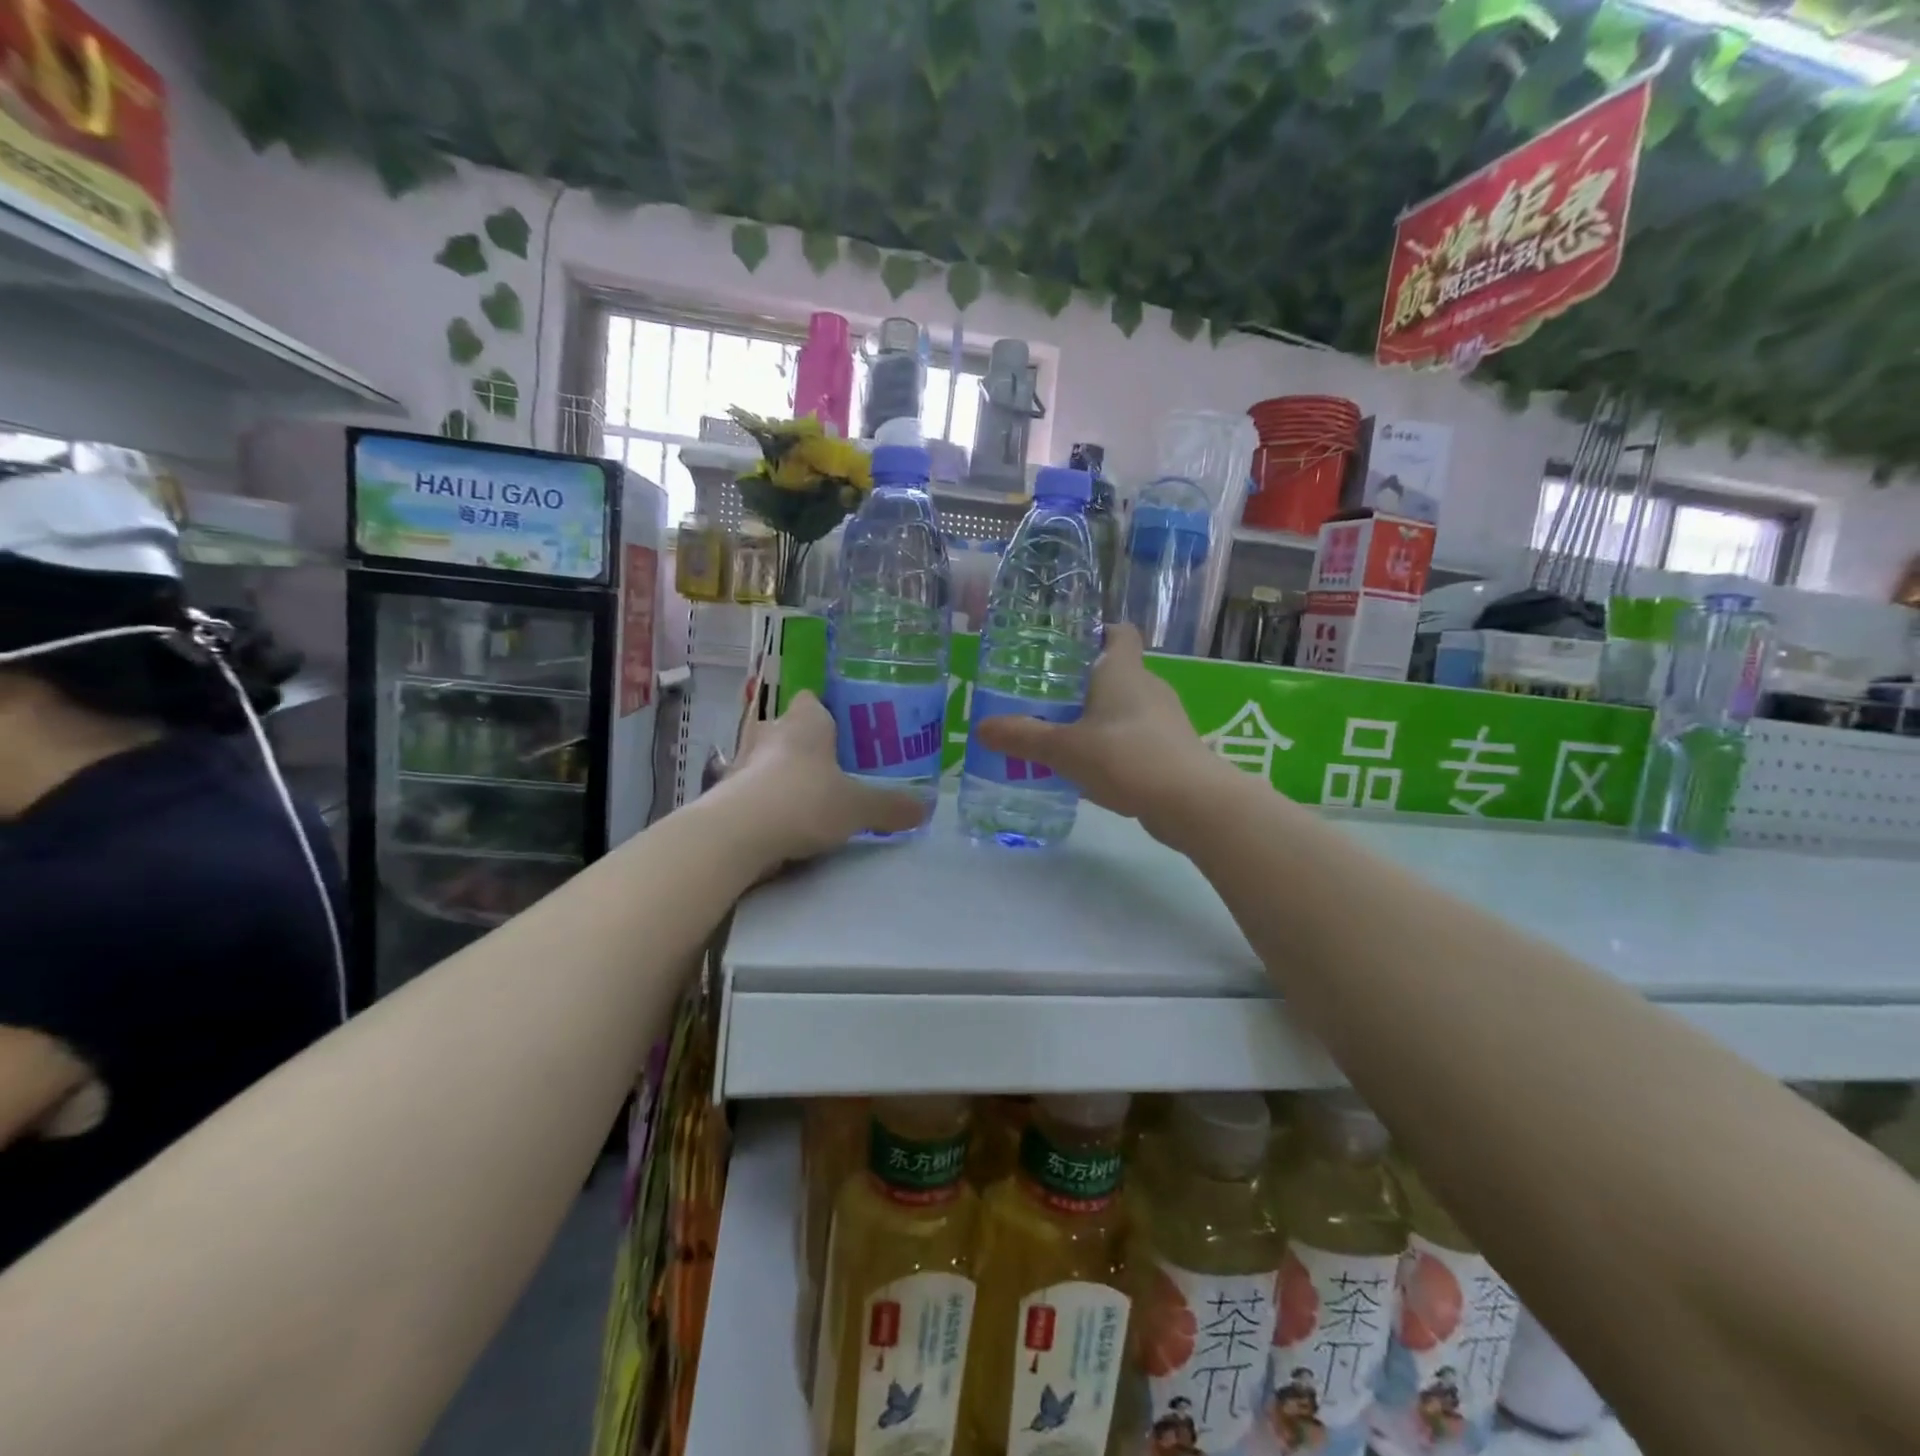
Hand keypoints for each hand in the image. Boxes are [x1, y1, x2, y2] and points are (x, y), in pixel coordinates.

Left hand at [719, 691, 928, 868]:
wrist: (737, 834)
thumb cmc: (804, 800)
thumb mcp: (858, 806)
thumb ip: (891, 806)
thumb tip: (926, 808)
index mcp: (805, 721)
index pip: (813, 700)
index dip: (828, 711)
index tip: (846, 732)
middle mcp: (771, 732)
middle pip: (789, 727)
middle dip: (808, 744)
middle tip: (835, 767)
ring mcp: (743, 761)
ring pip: (768, 758)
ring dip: (783, 772)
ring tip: (810, 797)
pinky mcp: (727, 792)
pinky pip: (752, 788)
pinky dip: (766, 799)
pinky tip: (784, 821)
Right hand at [973, 624, 1226, 839]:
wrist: (1191, 802)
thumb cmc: (1126, 758)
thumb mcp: (1064, 748)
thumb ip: (1022, 738)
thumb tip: (981, 728)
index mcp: (1124, 671)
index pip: (1119, 632)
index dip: (1096, 632)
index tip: (1067, 646)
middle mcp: (1148, 687)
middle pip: (1117, 672)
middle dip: (1084, 683)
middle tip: (1047, 697)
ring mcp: (1165, 720)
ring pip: (1125, 708)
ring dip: (1098, 718)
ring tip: (1062, 736)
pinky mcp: (1172, 750)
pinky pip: (1135, 738)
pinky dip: (1113, 747)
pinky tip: (1089, 770)